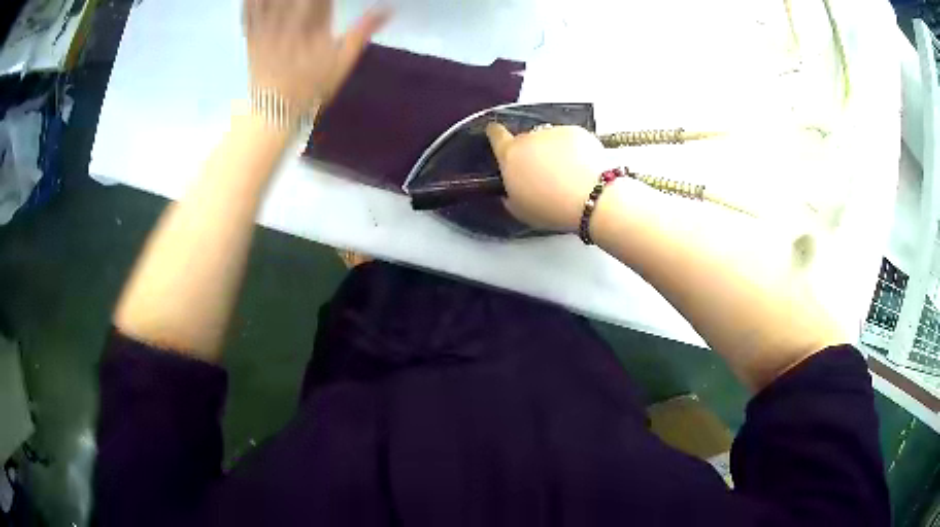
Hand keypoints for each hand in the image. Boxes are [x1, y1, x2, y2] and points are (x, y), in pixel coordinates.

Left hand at [243, 0, 388, 109]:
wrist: (274, 112)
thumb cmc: (311, 87)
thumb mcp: (343, 62)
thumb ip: (362, 31)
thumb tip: (388, 8)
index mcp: (313, 23)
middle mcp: (288, 20)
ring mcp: (267, 26)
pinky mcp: (251, 35)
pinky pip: (248, 10)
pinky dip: (250, 0)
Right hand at [486, 123, 608, 231]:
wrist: (593, 199)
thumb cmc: (553, 208)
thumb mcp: (521, 210)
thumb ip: (510, 195)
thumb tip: (509, 192)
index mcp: (510, 156)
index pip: (496, 135)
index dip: (495, 133)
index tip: (496, 133)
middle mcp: (529, 138)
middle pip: (525, 139)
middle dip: (531, 152)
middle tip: (543, 174)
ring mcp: (554, 132)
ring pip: (548, 138)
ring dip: (552, 150)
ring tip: (566, 174)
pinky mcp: (576, 131)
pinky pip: (569, 138)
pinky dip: (573, 149)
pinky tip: (580, 168)